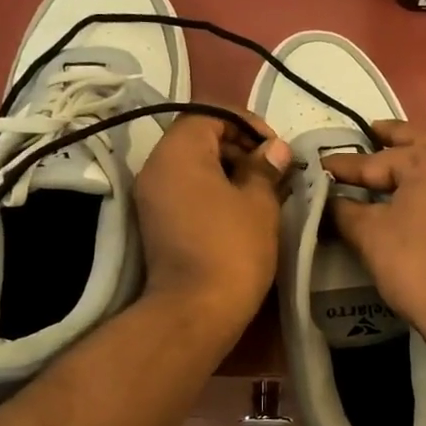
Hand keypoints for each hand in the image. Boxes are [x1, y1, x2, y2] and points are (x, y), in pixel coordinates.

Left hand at [134, 112, 290, 333]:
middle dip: (238, 147)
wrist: (196, 310)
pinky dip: (212, 192)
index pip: (210, 114)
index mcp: (178, 152)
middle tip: (273, 171)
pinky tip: (242, 212)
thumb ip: (265, 168)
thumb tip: (274, 149)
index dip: (246, 124)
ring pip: (192, 166)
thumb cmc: (233, 248)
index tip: (274, 149)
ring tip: (263, 192)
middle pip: (198, 138)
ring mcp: (151, 197)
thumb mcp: (259, 202)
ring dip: (228, 171)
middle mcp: (156, 167)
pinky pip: (185, 191)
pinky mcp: (156, 223)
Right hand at [324, 122, 425, 350]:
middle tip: (374, 130)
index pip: (375, 160)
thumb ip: (343, 210)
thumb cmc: (415, 262)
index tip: (320, 166)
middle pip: (424, 145)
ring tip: (412, 167)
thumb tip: (326, 199)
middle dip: (396, 138)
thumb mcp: (368, 234)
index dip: (344, 166)